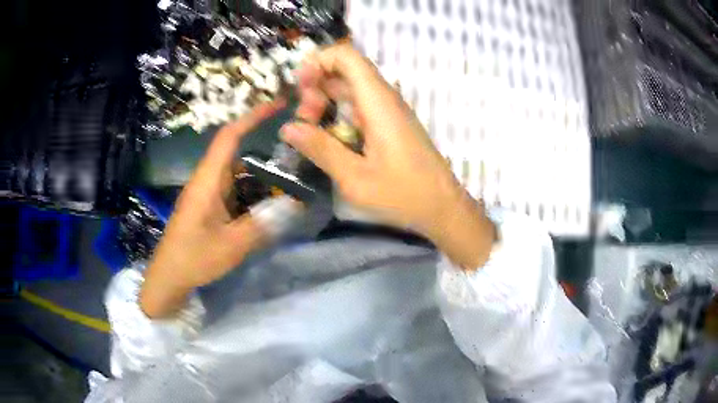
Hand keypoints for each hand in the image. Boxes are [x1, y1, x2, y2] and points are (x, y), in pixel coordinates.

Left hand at [140, 102, 287, 317]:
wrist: (169, 277)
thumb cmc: (194, 258)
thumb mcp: (231, 245)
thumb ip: (263, 224)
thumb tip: (294, 206)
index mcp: (207, 181)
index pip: (229, 136)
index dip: (253, 116)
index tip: (278, 105)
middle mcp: (207, 180)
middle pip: (237, 153)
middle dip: (265, 149)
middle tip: (295, 154)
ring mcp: (207, 194)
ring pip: (238, 174)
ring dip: (260, 176)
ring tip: (288, 182)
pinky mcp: (208, 207)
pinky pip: (234, 191)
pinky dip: (252, 193)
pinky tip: (268, 207)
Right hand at [281, 43, 494, 268]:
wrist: (443, 208)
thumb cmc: (404, 195)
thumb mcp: (355, 178)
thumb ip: (321, 149)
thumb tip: (288, 128)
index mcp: (378, 103)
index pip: (347, 57)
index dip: (318, 61)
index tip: (298, 85)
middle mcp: (384, 99)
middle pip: (344, 72)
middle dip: (316, 87)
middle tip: (304, 120)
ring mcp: (388, 111)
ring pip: (350, 90)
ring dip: (325, 102)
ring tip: (310, 130)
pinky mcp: (390, 125)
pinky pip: (359, 107)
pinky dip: (338, 114)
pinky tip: (329, 139)